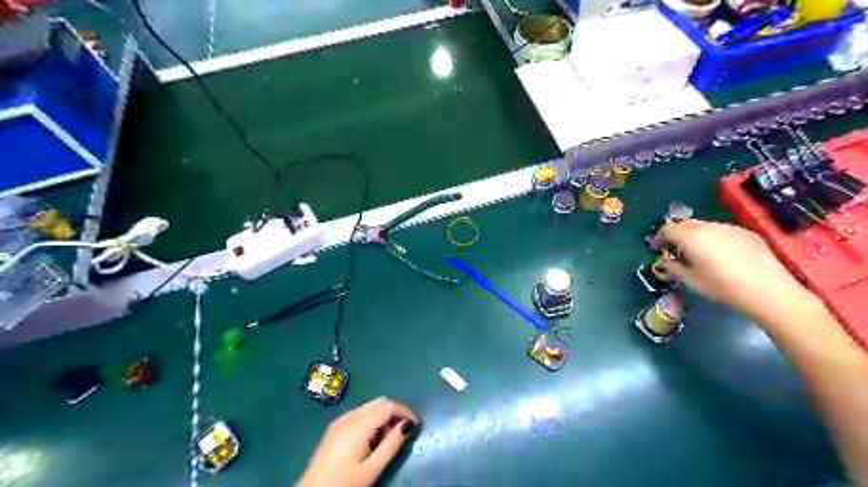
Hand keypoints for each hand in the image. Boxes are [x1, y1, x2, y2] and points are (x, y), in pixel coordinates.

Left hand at [299, 397, 421, 485]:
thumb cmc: (344, 483)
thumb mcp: (372, 468)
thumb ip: (392, 444)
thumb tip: (408, 424)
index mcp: (359, 425)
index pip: (388, 405)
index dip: (405, 411)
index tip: (416, 424)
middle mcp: (349, 416)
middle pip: (379, 402)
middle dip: (394, 412)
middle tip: (401, 433)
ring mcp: (340, 420)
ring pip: (369, 406)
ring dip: (383, 415)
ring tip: (387, 439)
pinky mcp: (334, 427)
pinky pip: (359, 413)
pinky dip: (371, 419)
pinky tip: (371, 439)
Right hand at [651, 220, 822, 322]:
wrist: (768, 291)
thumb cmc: (722, 287)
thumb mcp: (691, 280)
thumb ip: (674, 268)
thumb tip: (666, 262)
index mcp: (691, 236)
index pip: (668, 229)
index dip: (659, 237)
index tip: (656, 247)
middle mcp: (709, 227)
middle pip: (686, 223)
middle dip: (676, 233)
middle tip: (673, 248)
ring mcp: (730, 228)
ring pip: (705, 226)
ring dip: (695, 235)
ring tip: (697, 251)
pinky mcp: (747, 233)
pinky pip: (723, 231)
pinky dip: (714, 238)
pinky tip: (720, 255)